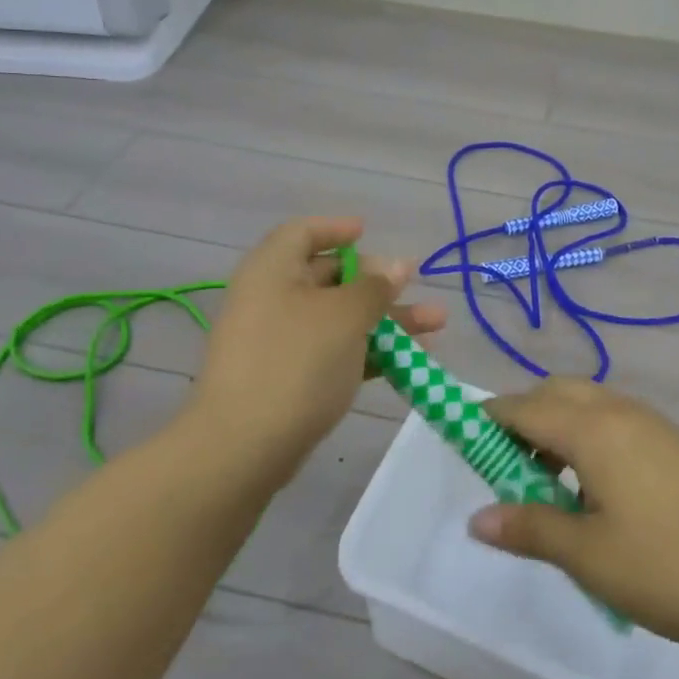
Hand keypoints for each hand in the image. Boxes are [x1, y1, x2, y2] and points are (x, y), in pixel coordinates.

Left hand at [192, 216, 445, 476]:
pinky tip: (409, 361)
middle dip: (377, 282)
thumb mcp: (345, 317)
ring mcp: (278, 342)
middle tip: (414, 284)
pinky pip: (332, 353)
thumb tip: (397, 265)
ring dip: (385, 320)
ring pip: (338, 319)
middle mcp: (271, 299)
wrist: (242, 449)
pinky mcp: (286, 379)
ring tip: (436, 325)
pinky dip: (367, 351)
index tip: (368, 232)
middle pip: (328, 277)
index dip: (336, 229)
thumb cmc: (296, 362)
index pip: (302, 233)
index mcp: (273, 270)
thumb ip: (375, 288)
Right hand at [469, 379, 678, 649]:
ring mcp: (649, 422)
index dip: (486, 421)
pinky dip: (584, 435)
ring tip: (547, 483)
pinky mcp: (671, 440)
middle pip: (553, 394)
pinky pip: (610, 419)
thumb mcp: (590, 556)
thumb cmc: (671, 563)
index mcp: (590, 428)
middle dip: (521, 418)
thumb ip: (531, 529)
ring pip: (584, 403)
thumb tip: (477, 517)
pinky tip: (593, 487)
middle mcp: (616, 410)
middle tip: (506, 468)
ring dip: (555, 426)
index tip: (461, 441)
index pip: (521, 408)